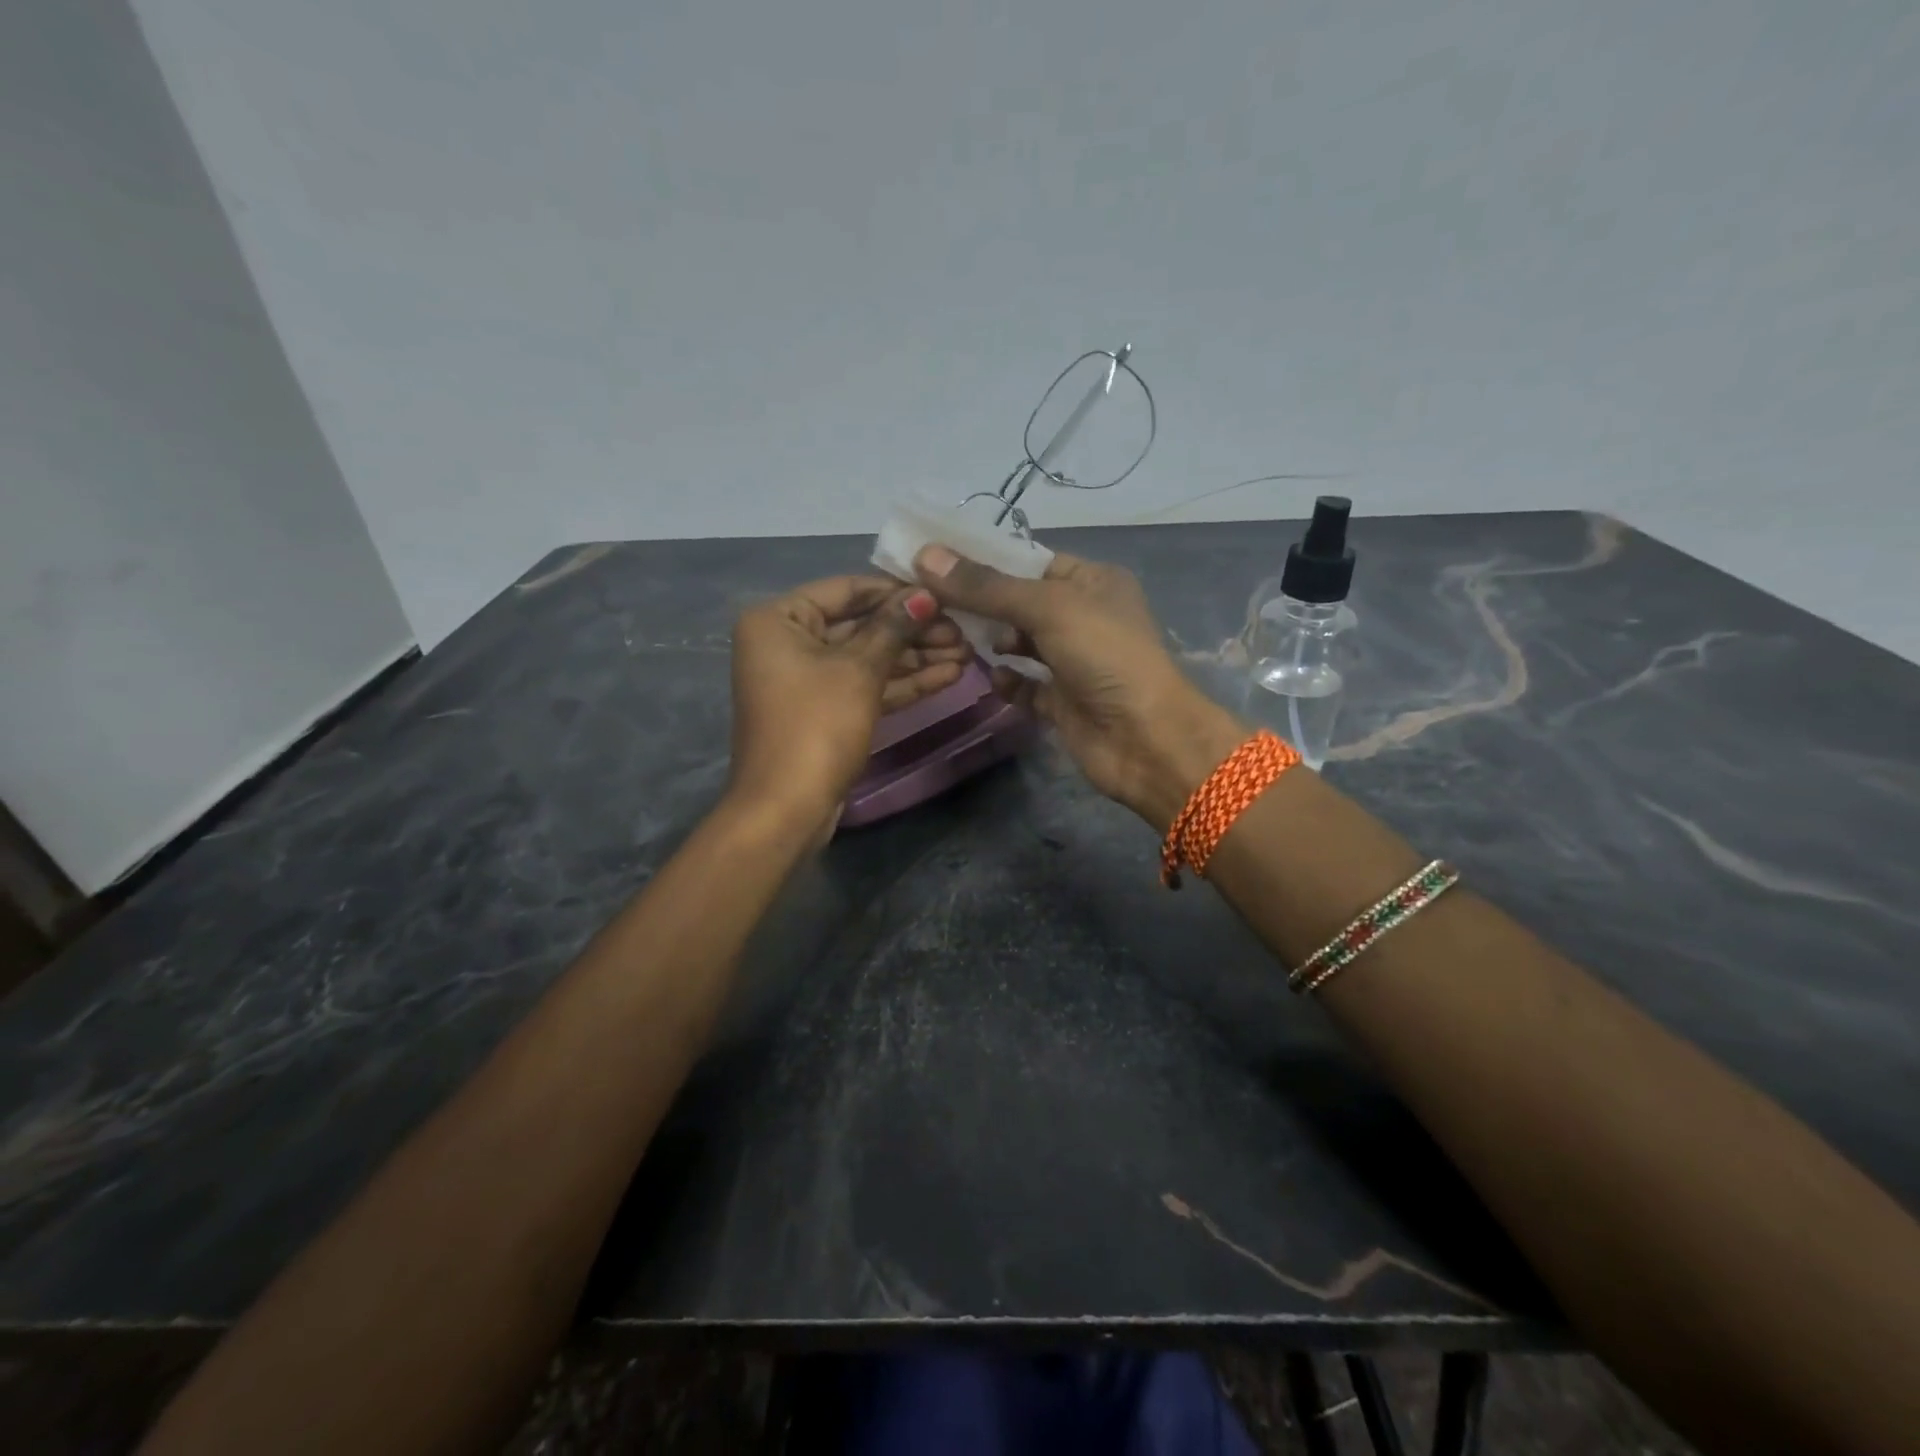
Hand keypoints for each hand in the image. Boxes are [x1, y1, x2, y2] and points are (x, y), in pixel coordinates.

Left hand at [728, 576, 962, 826]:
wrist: (787, 809)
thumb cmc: (816, 726)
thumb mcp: (858, 670)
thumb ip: (893, 628)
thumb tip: (924, 594)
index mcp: (779, 619)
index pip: (847, 589)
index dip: (897, 592)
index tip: (944, 595)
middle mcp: (788, 643)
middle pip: (860, 625)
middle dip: (912, 630)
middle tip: (963, 631)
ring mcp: (808, 680)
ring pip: (868, 658)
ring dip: (915, 657)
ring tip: (967, 653)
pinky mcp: (826, 712)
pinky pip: (866, 687)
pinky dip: (902, 683)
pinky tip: (948, 676)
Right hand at [913, 545, 1243, 829]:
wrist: (1145, 740)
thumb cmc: (1105, 656)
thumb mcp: (1048, 608)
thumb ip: (986, 586)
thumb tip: (925, 556)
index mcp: (1092, 581)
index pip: (1029, 561)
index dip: (984, 560)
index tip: (933, 560)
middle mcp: (1083, 616)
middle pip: (1018, 602)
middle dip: (980, 603)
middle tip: (931, 603)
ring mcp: (1072, 661)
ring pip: (1019, 643)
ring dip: (991, 641)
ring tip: (957, 640)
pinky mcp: (1062, 701)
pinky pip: (1024, 685)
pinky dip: (1007, 681)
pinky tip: (993, 678)